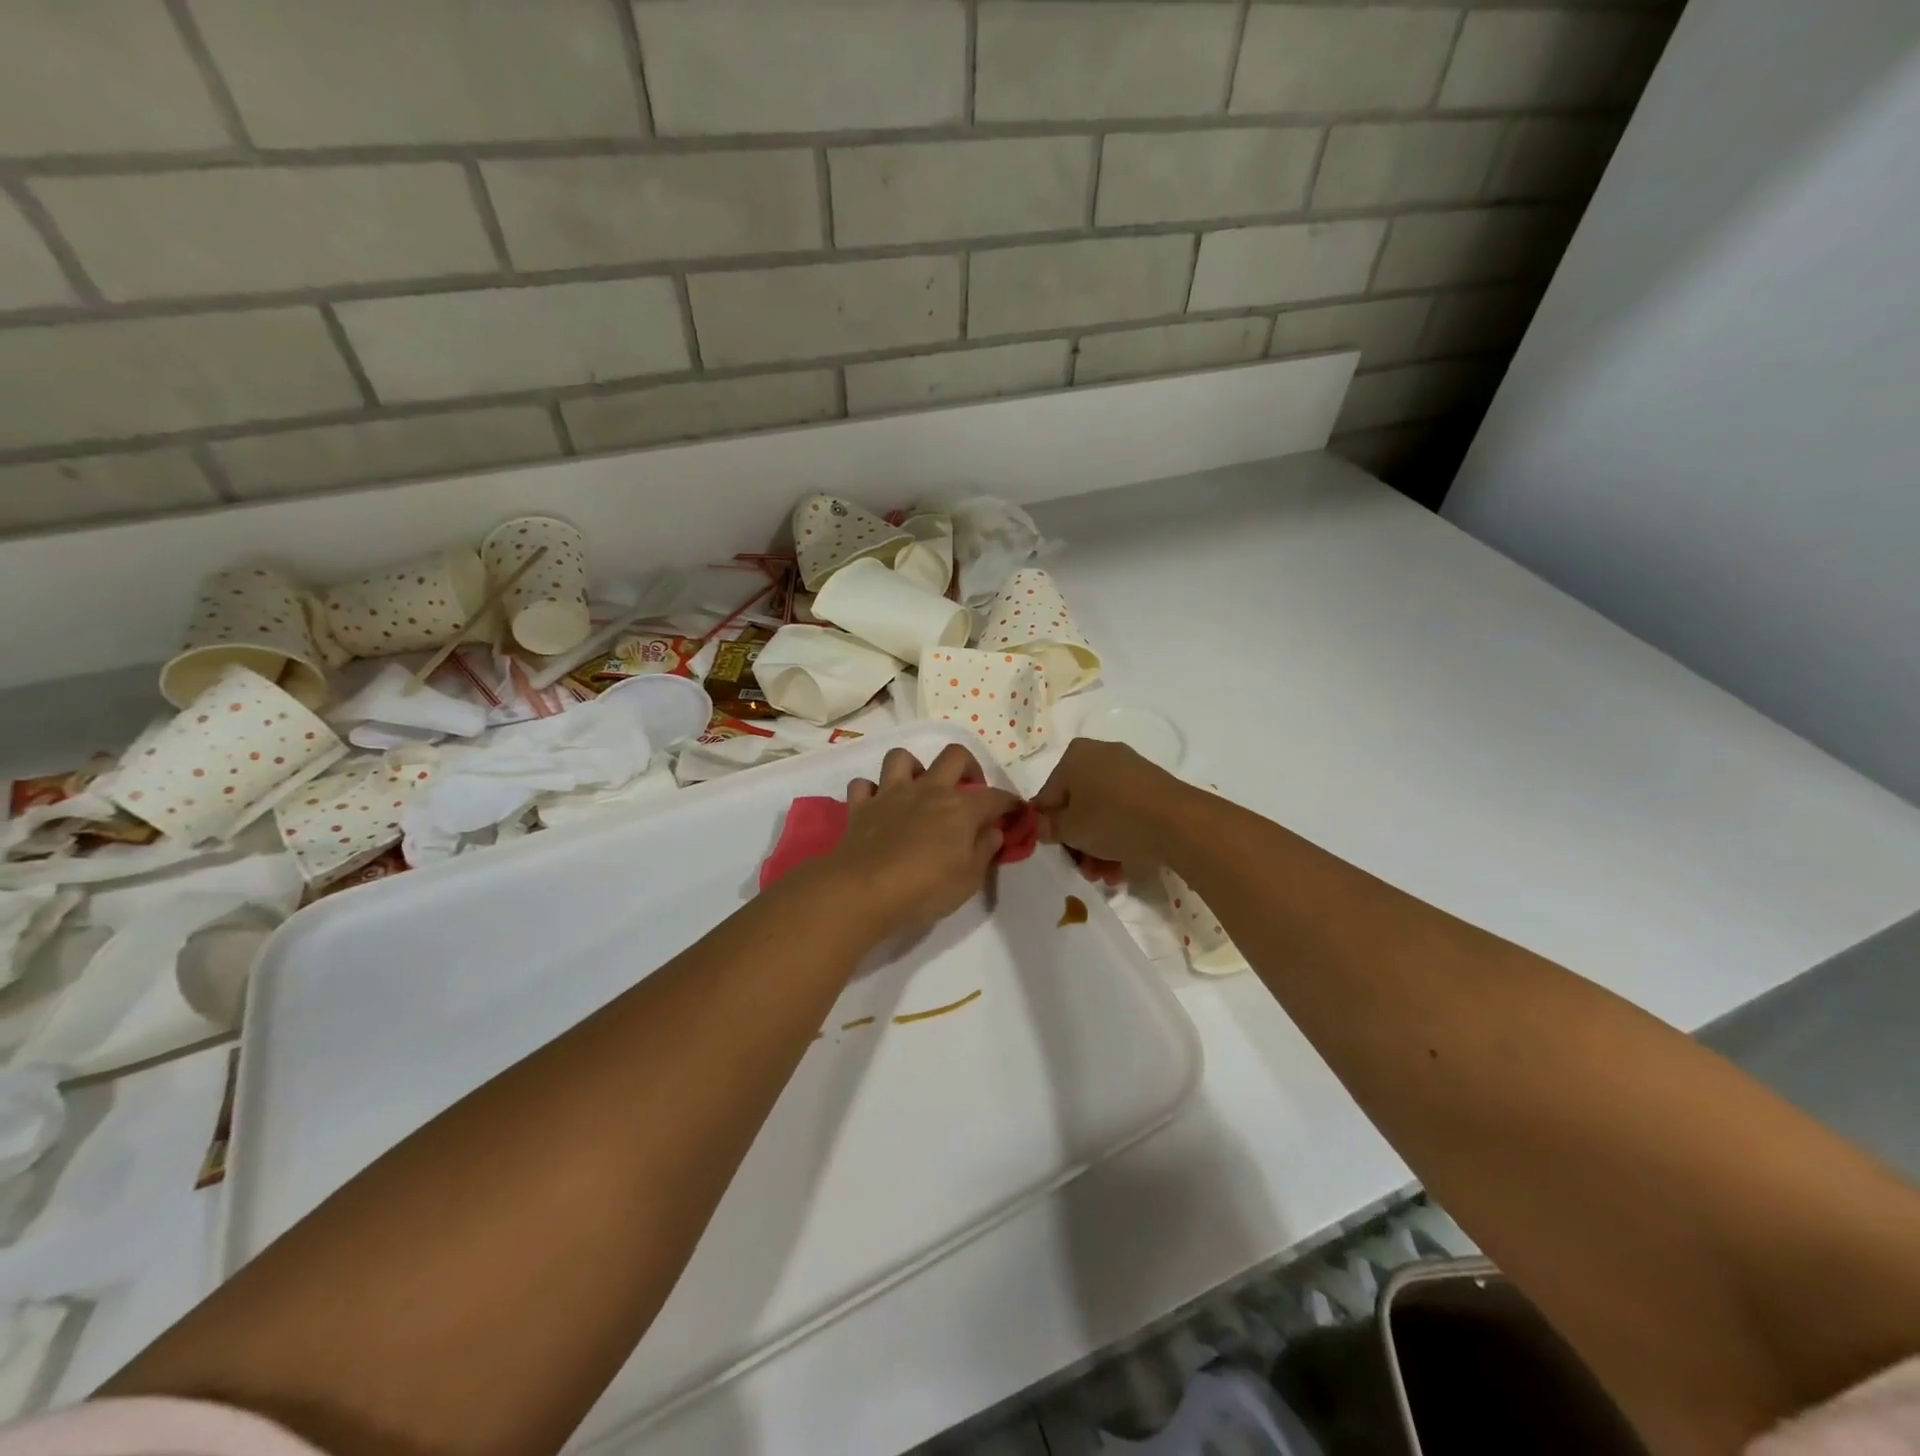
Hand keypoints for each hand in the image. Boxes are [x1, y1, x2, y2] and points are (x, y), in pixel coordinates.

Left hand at [824, 744, 1020, 939]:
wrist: (864, 890)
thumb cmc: (925, 889)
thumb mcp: (969, 879)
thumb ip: (985, 850)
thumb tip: (994, 830)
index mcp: (960, 808)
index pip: (995, 796)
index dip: (1010, 803)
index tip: (1016, 812)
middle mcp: (928, 790)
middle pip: (954, 756)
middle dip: (969, 766)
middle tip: (969, 788)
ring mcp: (891, 794)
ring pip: (902, 758)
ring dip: (912, 768)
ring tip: (918, 789)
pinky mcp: (861, 806)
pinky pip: (864, 785)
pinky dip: (871, 791)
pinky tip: (877, 806)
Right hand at [1031, 738, 1191, 882]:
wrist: (1178, 822)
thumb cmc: (1112, 819)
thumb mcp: (1070, 830)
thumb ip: (1049, 828)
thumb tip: (1043, 826)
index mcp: (1074, 756)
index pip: (1048, 796)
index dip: (1048, 828)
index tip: (1057, 852)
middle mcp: (1100, 754)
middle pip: (1077, 805)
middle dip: (1079, 842)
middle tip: (1084, 869)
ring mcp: (1129, 769)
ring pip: (1103, 812)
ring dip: (1099, 846)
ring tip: (1107, 876)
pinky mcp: (1153, 786)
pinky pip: (1126, 811)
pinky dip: (1121, 836)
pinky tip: (1123, 867)